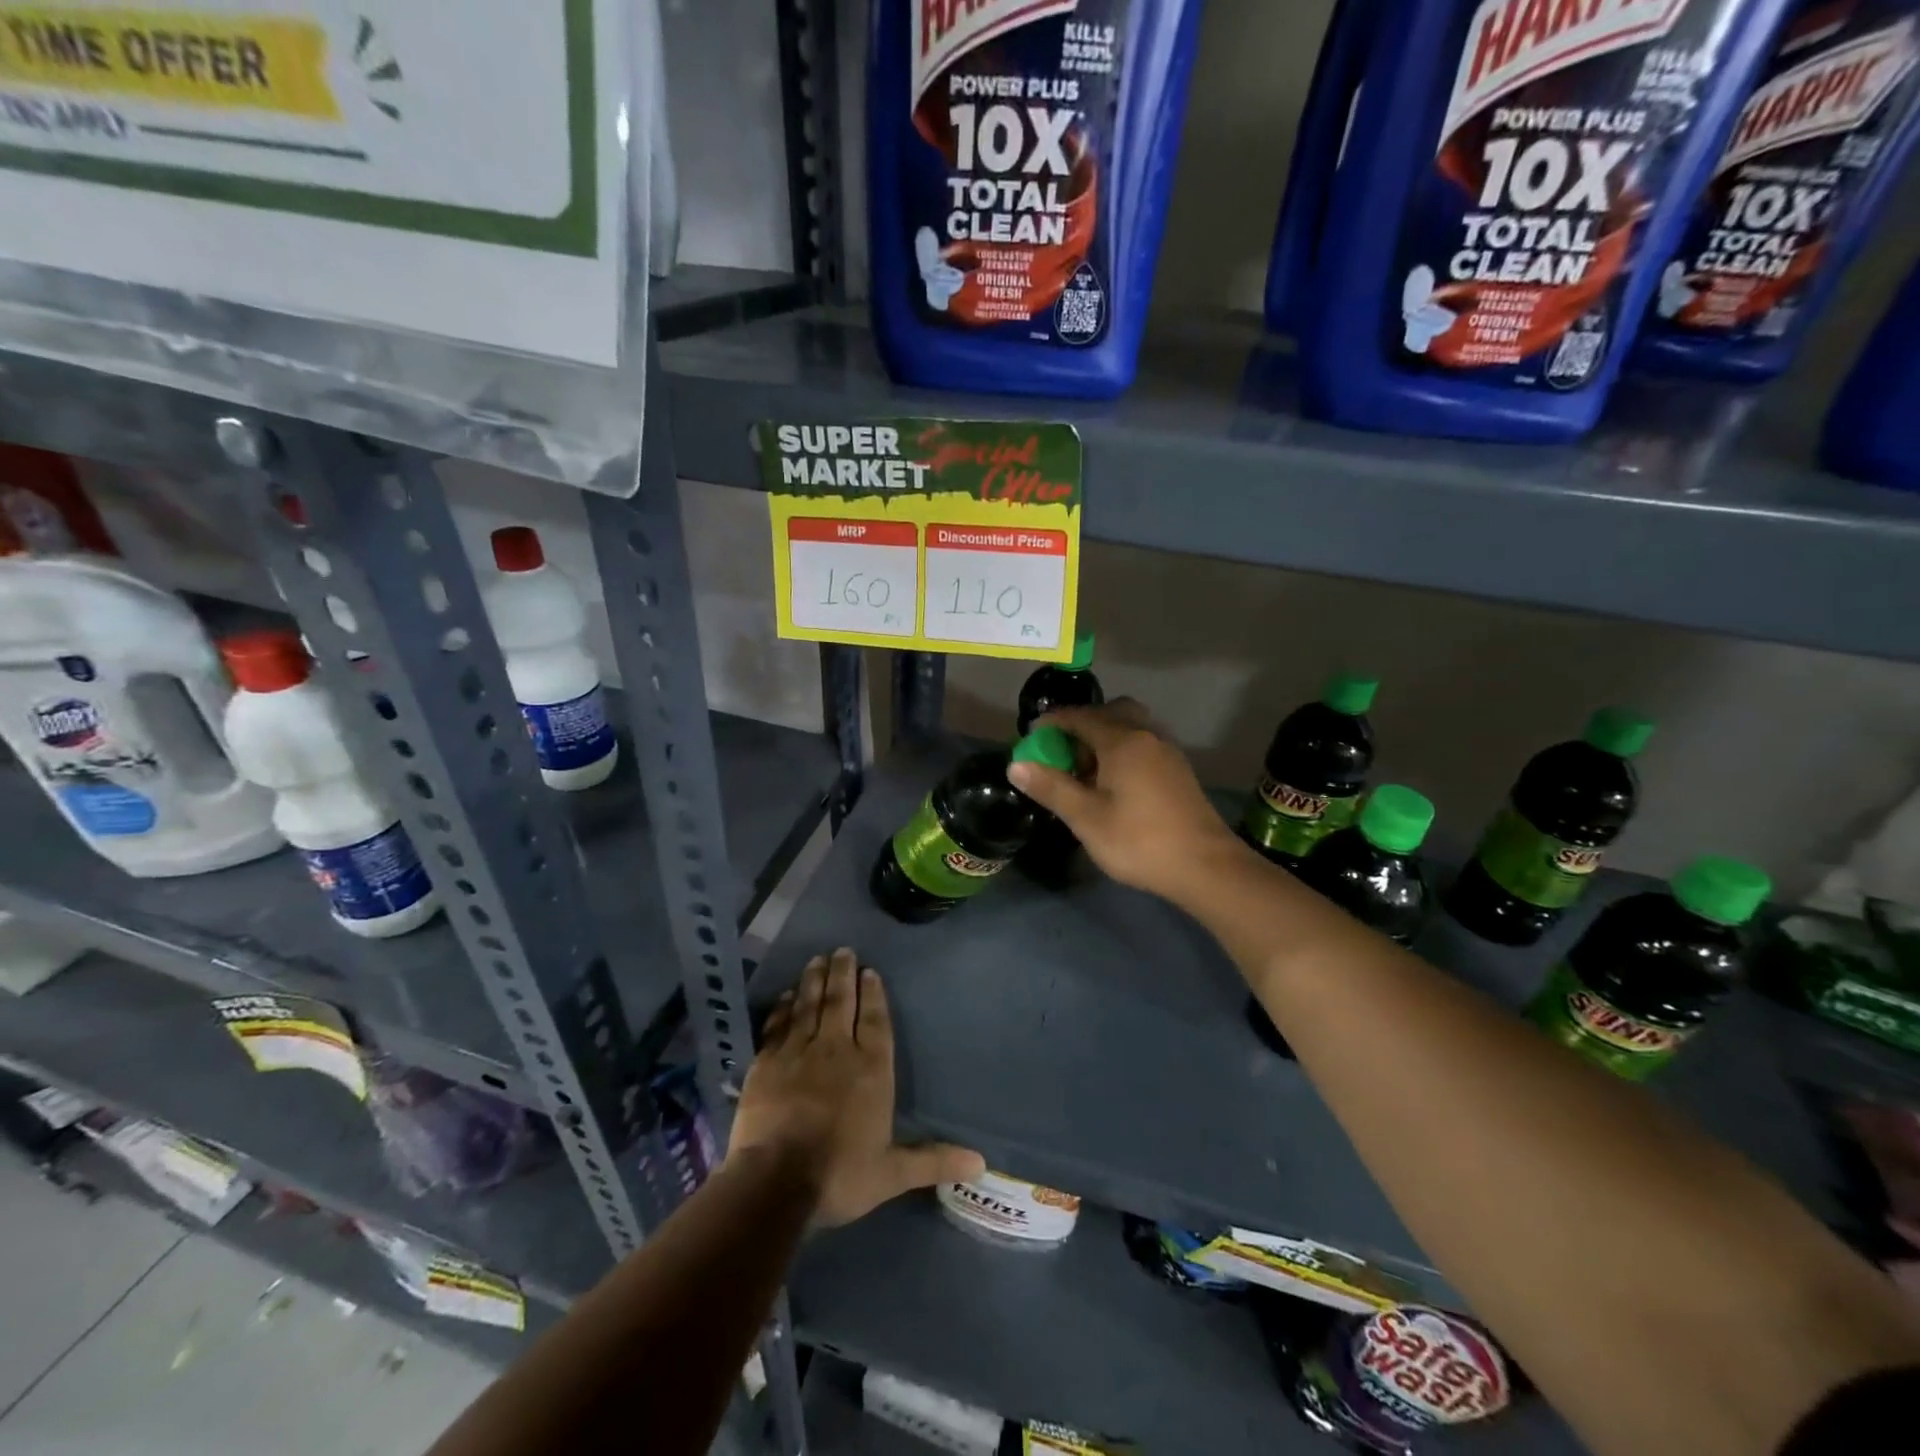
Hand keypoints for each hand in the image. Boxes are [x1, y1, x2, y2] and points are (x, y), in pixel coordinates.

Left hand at [729, 948, 983, 1227]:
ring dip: (814, 981)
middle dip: (843, 974)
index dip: (874, 994)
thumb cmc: (840, 1174)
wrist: (775, 1180)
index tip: (870, 970)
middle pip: (841, 1002)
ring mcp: (798, 1052)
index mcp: (871, 1068)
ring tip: (817, 960)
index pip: (875, 1021)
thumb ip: (933, 1160)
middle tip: (842, 950)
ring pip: (809, 1005)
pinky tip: (786, 995)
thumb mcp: (892, 1172)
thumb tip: (981, 1162)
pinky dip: (783, 1008)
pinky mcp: (767, 1062)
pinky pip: (778, 1025)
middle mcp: (837, 1049)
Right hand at [1006, 698, 1247, 903]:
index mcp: (1122, 741)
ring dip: (1103, 737)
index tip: (1031, 737)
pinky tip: (1112, 783)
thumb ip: (1051, 788)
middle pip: (1111, 712)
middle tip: (1063, 750)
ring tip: (1084, 770)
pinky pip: (1142, 745)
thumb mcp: (1086, 818)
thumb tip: (1016, 765)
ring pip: (1130, 728)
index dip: (1051, 722)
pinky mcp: (1178, 771)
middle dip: (1082, 723)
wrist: (1206, 866)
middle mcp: (1147, 736)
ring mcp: (1167, 752)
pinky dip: (1121, 751)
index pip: (1080, 717)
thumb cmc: (1140, 841)